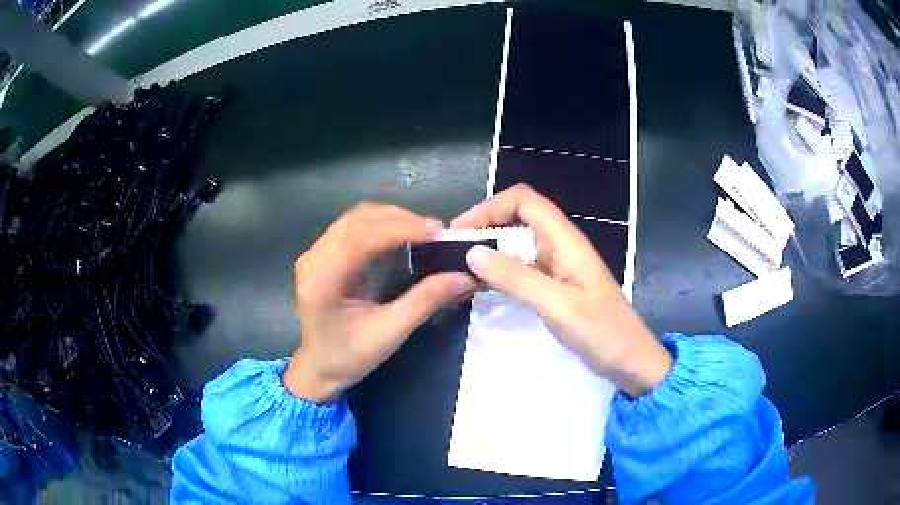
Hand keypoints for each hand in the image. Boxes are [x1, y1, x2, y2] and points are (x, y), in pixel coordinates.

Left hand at [285, 203, 475, 403]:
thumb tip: (463, 277)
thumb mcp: (389, 333)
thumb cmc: (349, 356)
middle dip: (399, 219)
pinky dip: (380, 226)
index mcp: (322, 280)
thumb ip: (424, 301)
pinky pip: (353, 227)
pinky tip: (402, 234)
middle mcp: (313, 259)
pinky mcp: (322, 254)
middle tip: (436, 231)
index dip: (401, 228)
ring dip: (391, 218)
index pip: (361, 237)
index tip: (437, 232)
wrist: (319, 367)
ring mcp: (315, 254)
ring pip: (355, 219)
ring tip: (423, 231)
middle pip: (357, 220)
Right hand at [452, 185, 671, 396]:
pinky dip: (499, 274)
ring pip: (517, 245)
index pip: (524, 201)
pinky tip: (479, 289)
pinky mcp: (554, 286)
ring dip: (489, 253)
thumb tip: (472, 252)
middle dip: (484, 228)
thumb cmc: (600, 331)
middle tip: (453, 253)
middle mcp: (560, 245)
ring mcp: (557, 266)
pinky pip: (521, 269)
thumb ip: (515, 277)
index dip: (490, 207)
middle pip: (517, 218)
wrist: (628, 359)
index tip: (461, 232)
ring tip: (459, 272)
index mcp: (565, 239)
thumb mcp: (556, 304)